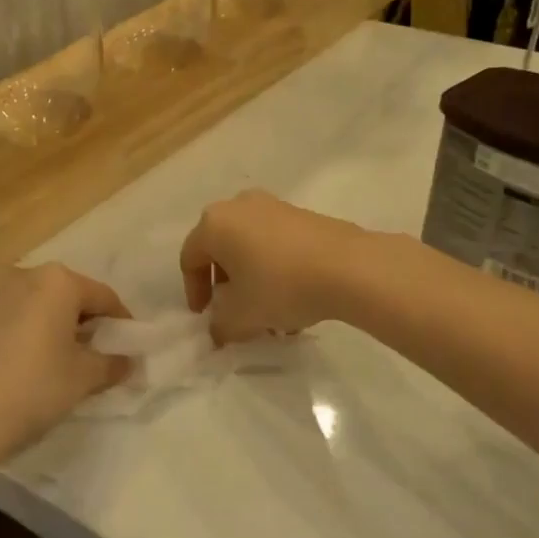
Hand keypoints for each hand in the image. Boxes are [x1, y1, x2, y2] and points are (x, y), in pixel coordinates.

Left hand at [0, 264, 133, 465]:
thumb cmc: (34, 389)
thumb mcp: (84, 379)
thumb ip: (112, 364)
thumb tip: (128, 361)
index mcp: (56, 282)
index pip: (102, 296)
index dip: (120, 321)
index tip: (127, 345)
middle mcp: (20, 276)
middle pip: (64, 295)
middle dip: (81, 320)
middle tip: (92, 353)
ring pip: (30, 305)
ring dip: (46, 325)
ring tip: (52, 360)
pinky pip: (2, 320)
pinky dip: (16, 334)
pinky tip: (15, 366)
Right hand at [179, 191, 369, 343]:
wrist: (349, 267)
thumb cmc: (280, 286)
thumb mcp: (241, 316)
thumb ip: (220, 326)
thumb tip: (219, 330)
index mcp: (214, 224)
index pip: (190, 258)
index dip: (194, 291)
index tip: (205, 317)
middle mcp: (239, 206)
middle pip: (221, 250)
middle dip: (225, 286)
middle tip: (234, 313)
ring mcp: (274, 206)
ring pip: (251, 248)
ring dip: (252, 281)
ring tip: (269, 315)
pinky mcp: (303, 215)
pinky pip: (276, 244)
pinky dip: (276, 270)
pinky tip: (294, 301)